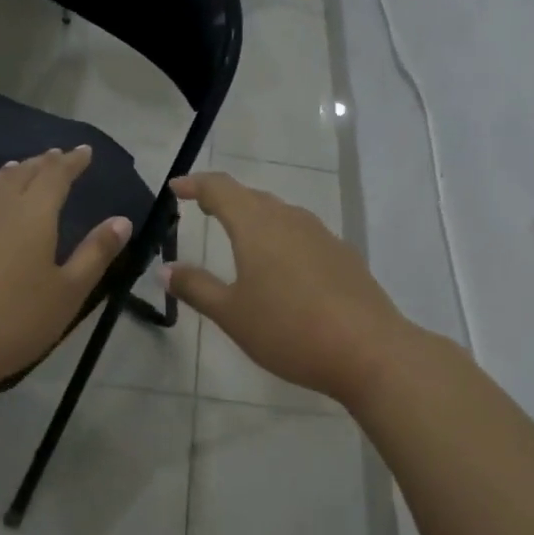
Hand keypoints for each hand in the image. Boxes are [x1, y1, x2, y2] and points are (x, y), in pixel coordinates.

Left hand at [0, 147, 131, 387]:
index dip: (72, 161)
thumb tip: (122, 220)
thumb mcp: (69, 292)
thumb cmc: (17, 320)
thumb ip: (96, 253)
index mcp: (34, 214)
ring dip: (9, 173)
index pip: (56, 175)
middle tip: (56, 156)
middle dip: (43, 163)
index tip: (85, 151)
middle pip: (22, 174)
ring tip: (18, 167)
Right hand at [164, 172, 411, 407]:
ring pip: (281, 214)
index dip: (195, 184)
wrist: (368, 350)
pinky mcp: (343, 255)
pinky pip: (303, 235)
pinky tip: (284, 266)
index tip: (176, 187)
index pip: (220, 189)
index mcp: (257, 225)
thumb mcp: (232, 314)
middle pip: (252, 197)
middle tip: (204, 207)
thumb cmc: (288, 330)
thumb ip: (196, 287)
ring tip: (241, 234)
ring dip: (256, 217)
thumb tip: (165, 269)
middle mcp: (290, 219)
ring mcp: (322, 235)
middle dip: (225, 199)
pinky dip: (282, 238)